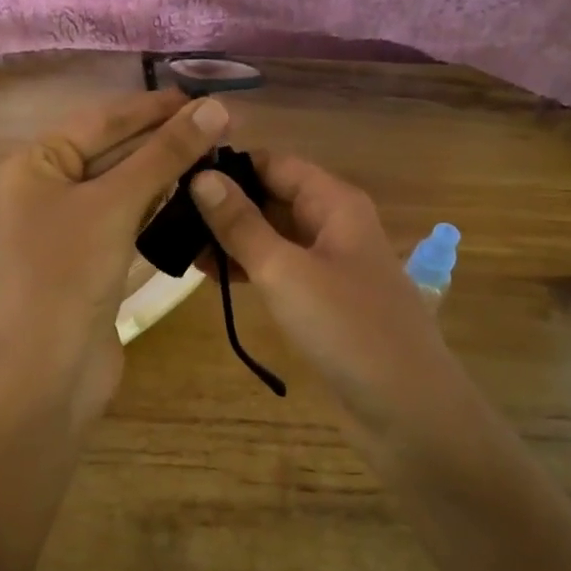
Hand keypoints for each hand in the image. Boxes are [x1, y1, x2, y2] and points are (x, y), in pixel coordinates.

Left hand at [0, 89, 230, 430]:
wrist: (49, 371)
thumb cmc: (68, 273)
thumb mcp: (115, 205)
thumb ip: (163, 155)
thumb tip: (214, 108)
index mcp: (38, 164)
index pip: (103, 120)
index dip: (154, 108)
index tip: (205, 99)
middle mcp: (50, 189)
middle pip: (114, 151)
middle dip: (164, 140)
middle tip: (221, 128)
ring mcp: (71, 228)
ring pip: (125, 186)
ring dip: (166, 172)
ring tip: (216, 157)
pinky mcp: (93, 260)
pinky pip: (129, 220)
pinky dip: (159, 207)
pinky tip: (192, 197)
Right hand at [188, 153, 474, 449]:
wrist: (405, 406)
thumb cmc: (346, 327)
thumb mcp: (284, 270)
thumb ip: (241, 224)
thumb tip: (200, 177)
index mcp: (334, 203)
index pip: (274, 163)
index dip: (229, 165)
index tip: (176, 173)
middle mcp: (333, 224)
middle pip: (273, 197)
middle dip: (224, 203)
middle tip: (164, 213)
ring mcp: (330, 264)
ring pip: (273, 236)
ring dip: (231, 238)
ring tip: (176, 244)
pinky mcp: (323, 300)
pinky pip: (280, 269)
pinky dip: (248, 268)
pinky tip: (209, 275)